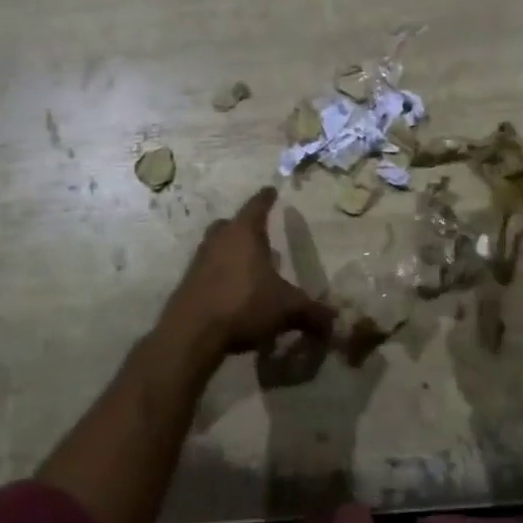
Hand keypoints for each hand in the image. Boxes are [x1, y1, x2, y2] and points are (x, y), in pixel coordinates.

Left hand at [160, 188, 334, 359]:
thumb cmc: (243, 304)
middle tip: (259, 234)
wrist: (192, 333)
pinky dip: (221, 275)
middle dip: (245, 227)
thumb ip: (312, 312)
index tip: (271, 190)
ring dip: (232, 252)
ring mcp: (199, 261)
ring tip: (250, 267)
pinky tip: (234, 293)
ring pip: (217, 246)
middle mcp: (219, 240)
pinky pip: (208, 270)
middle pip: (231, 224)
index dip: (266, 198)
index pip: (257, 206)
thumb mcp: (286, 309)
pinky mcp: (188, 283)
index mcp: (244, 233)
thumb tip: (334, 321)